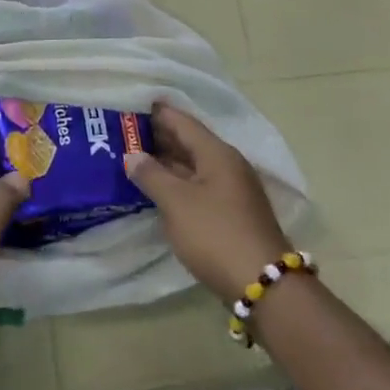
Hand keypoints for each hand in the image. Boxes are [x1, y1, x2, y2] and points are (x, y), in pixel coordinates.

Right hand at [124, 103, 289, 302]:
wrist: (263, 285)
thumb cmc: (215, 234)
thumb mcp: (176, 202)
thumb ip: (151, 175)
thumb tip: (132, 155)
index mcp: (217, 153)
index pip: (183, 122)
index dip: (159, 112)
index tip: (133, 104)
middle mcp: (228, 165)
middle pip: (190, 142)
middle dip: (160, 137)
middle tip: (126, 132)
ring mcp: (233, 191)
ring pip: (194, 166)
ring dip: (167, 162)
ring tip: (135, 159)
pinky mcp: (232, 214)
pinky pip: (199, 186)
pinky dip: (178, 182)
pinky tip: (159, 189)